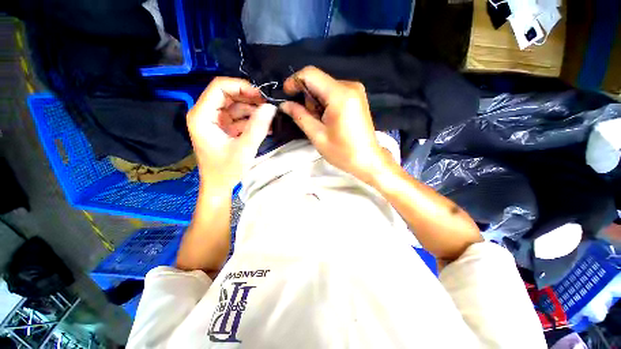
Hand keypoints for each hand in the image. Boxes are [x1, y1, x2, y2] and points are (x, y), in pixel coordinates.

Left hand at [187, 77, 275, 189]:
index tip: (262, 96)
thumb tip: (271, 107)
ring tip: (271, 119)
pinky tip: (266, 127)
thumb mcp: (244, 149)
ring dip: (254, 111)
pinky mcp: (223, 128)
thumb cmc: (227, 170)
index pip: (219, 87)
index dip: (241, 87)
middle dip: (250, 99)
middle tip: (270, 106)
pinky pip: (239, 118)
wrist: (219, 186)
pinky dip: (252, 121)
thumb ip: (258, 127)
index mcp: (202, 116)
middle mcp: (206, 114)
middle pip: (229, 95)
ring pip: (236, 106)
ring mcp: (215, 121)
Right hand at [280, 66, 391, 182]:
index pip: (310, 74)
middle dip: (308, 98)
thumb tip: (284, 105)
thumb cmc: (343, 152)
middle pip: (318, 81)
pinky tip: (329, 119)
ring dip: (316, 102)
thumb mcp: (317, 136)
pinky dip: (326, 103)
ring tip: (321, 123)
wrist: (368, 159)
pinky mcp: (357, 96)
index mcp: (339, 95)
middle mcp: (350, 86)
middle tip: (310, 119)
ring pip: (325, 87)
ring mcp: (356, 90)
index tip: (287, 96)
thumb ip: (300, 116)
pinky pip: (334, 92)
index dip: (294, 81)